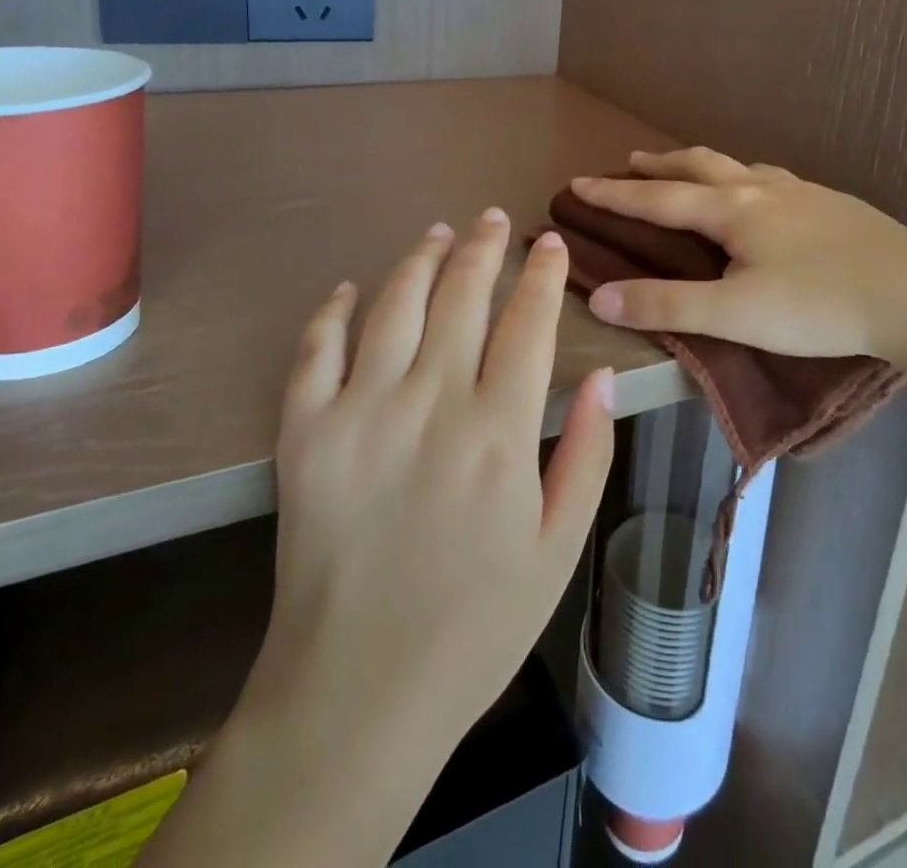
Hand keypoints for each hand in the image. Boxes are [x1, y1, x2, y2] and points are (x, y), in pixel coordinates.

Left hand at [227, 210, 614, 845]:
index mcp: (499, 433)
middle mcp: (431, 404)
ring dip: (420, 259)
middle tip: (494, 218)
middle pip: (462, 296)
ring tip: (438, 232)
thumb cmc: (475, 624)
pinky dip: (334, 310)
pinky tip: (351, 288)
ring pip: (395, 304)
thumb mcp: (558, 549)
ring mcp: (360, 412)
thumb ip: (588, 456)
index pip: (527, 323)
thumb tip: (602, 376)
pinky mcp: (305, 431)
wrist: (359, 689)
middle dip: (483, 247)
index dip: (542, 274)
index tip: (550, 243)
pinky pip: (317, 348)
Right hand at [571, 148, 906, 379]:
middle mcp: (761, 189)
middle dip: (658, 166)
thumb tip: (600, 298)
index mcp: (731, 210)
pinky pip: (773, 179)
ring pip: (738, 166)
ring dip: (702, 165)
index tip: (577, 184)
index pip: (657, 199)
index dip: (613, 195)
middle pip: (697, 166)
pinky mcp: (832, 204)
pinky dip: (744, 177)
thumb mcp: (735, 315)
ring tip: (689, 170)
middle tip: (630, 162)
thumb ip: (667, 306)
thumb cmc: (819, 305)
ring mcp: (801, 192)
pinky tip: (762, 193)